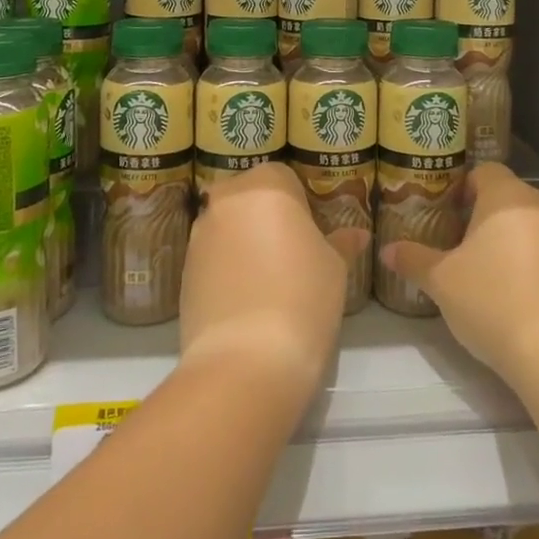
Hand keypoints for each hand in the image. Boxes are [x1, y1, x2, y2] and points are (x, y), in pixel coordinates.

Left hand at [180, 163, 367, 401]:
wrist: (245, 361)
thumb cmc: (303, 299)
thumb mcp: (334, 268)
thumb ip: (341, 243)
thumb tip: (356, 234)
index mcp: (266, 186)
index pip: (284, 177)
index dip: (300, 203)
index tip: (312, 234)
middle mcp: (226, 201)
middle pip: (249, 197)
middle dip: (266, 218)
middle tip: (291, 255)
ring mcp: (198, 236)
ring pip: (227, 227)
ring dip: (244, 243)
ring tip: (267, 282)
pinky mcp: (182, 273)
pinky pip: (211, 258)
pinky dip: (226, 270)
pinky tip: (245, 302)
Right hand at [380, 163, 538, 392]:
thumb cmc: (494, 301)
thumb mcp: (442, 282)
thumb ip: (414, 260)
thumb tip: (386, 250)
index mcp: (506, 196)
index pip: (483, 171)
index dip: (461, 187)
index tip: (443, 212)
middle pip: (506, 197)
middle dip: (480, 216)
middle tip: (454, 242)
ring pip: (526, 225)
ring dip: (504, 240)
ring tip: (479, 271)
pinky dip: (525, 262)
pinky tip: (509, 294)